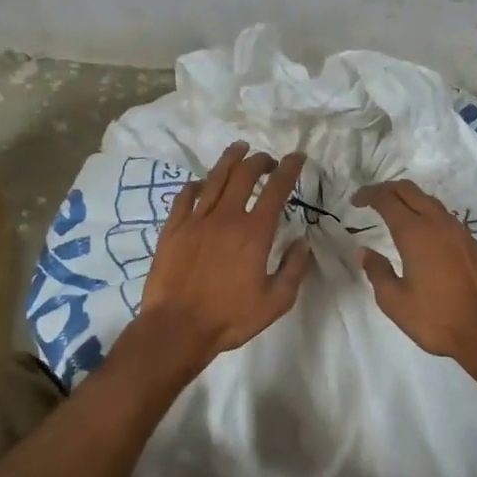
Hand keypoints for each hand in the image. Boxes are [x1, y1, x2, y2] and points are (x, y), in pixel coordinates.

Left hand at [133, 142, 312, 374]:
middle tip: (268, 160)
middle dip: (260, 161)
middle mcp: (226, 217)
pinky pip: (185, 196)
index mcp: (255, 232)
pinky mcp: (173, 229)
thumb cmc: (230, 318)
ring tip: (239, 148)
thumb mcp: (276, 301)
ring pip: (215, 178)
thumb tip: (303, 242)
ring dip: (230, 160)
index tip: (297, 157)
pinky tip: (202, 183)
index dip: (289, 169)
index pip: (276, 189)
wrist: (176, 328)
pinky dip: (197, 185)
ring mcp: (196, 220)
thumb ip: (294, 269)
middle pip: (244, 175)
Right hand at [354, 179, 476, 381]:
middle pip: (410, 190)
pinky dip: (428, 215)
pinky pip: (445, 217)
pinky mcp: (474, 244)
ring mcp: (460, 232)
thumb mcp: (395, 302)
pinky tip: (424, 235)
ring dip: (410, 200)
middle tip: (371, 200)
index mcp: (415, 233)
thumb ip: (377, 272)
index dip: (368, 194)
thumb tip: (365, 253)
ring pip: (430, 201)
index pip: (387, 199)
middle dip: (387, 189)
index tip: (355, 200)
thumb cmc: (437, 319)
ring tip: (395, 214)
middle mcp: (438, 223)